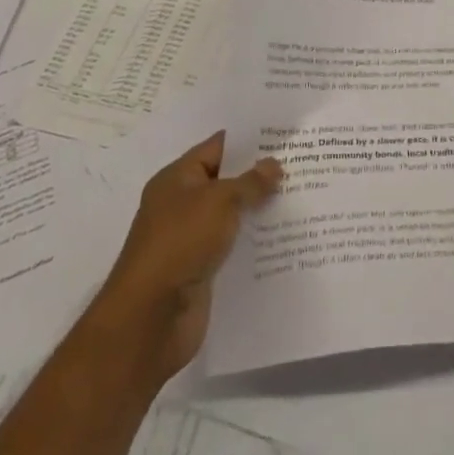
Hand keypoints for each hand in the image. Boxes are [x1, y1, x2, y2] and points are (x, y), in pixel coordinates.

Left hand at [95, 132, 280, 380]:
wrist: (150, 319)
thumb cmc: (180, 244)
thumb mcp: (219, 202)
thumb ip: (250, 182)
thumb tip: (274, 165)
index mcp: (177, 180)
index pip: (218, 148)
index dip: (250, 140)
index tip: (284, 135)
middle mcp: (182, 205)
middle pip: (227, 181)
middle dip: (261, 174)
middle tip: (302, 164)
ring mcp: (192, 239)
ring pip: (234, 215)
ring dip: (262, 209)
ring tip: (303, 196)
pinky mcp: (203, 269)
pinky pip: (235, 246)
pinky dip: (256, 240)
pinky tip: (287, 236)